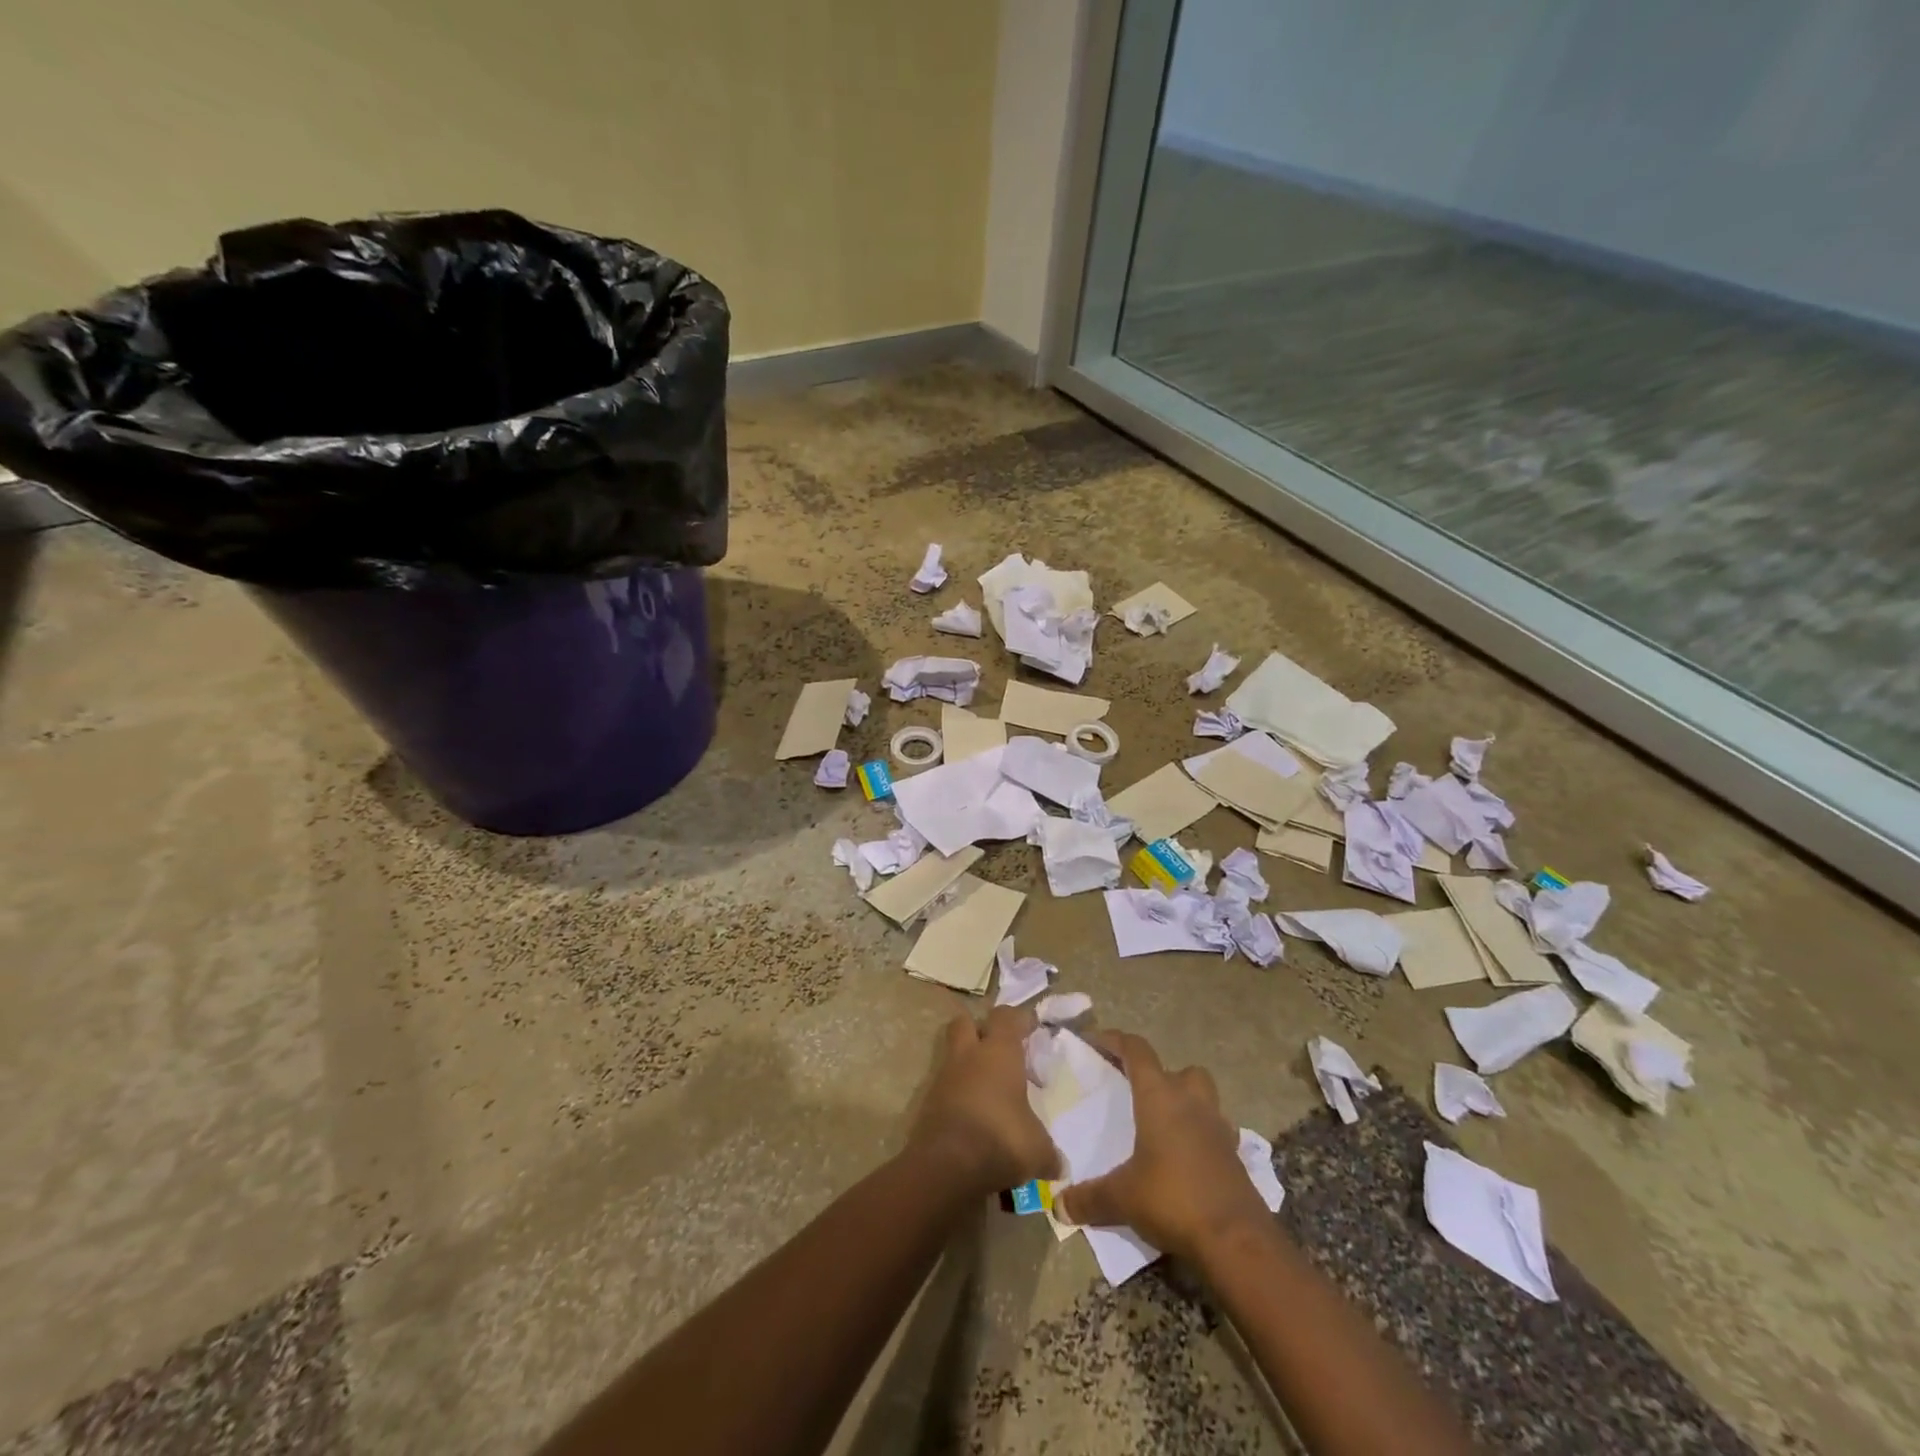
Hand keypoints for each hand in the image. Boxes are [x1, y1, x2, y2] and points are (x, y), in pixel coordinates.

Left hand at [909, 1006, 1059, 1194]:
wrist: (947, 1166)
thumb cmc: (1001, 1140)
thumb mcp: (1037, 1149)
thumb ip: (1048, 1152)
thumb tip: (1059, 1166)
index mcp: (998, 1052)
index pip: (1007, 1017)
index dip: (1020, 1019)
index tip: (1032, 1027)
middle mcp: (968, 1056)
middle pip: (966, 1022)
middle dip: (980, 1029)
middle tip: (999, 1048)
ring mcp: (944, 1077)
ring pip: (953, 1054)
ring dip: (967, 1063)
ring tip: (988, 1087)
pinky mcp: (928, 1102)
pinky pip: (945, 1086)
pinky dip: (957, 1093)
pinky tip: (973, 1114)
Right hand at [1054, 1030, 1268, 1261]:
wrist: (1237, 1240)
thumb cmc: (1173, 1199)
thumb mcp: (1122, 1198)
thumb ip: (1089, 1198)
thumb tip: (1058, 1206)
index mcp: (1159, 1097)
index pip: (1137, 1051)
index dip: (1115, 1041)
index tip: (1094, 1042)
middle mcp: (1191, 1102)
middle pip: (1179, 1070)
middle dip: (1160, 1076)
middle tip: (1137, 1094)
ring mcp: (1218, 1127)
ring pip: (1203, 1097)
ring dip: (1185, 1102)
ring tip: (1163, 1125)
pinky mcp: (1235, 1156)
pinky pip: (1216, 1131)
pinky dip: (1201, 1136)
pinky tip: (1185, 1159)